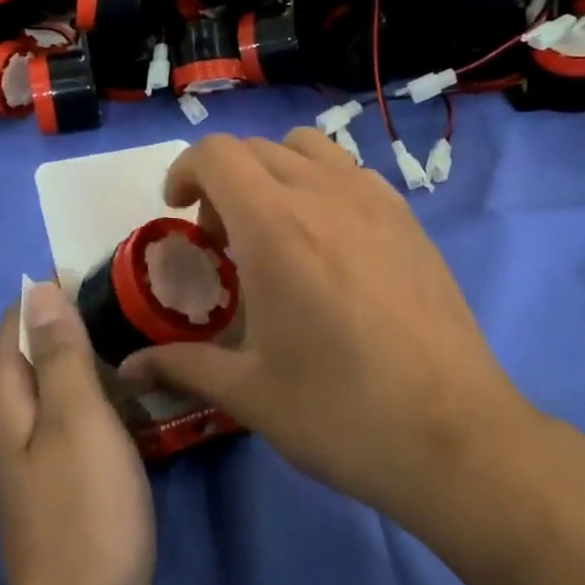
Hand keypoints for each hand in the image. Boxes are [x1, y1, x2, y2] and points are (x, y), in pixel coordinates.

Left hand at [0, 283, 154, 584]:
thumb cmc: (84, 510)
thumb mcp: (77, 418)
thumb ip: (58, 352)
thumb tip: (39, 288)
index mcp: (1, 397)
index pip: (16, 320)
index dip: (55, 295)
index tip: (109, 279)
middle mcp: (2, 421)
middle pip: (34, 352)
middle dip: (78, 326)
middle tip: (138, 311)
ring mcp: (26, 455)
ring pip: (56, 386)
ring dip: (93, 363)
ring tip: (145, 345)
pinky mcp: (51, 481)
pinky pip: (71, 419)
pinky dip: (98, 400)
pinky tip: (135, 400)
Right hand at [119, 131, 535, 520]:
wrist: (455, 437)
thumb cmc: (340, 413)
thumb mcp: (249, 394)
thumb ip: (182, 366)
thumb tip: (129, 367)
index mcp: (275, 227)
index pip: (217, 153)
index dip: (184, 171)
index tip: (178, 212)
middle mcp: (325, 195)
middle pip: (258, 148)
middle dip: (224, 180)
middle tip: (222, 239)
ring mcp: (377, 203)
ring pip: (311, 150)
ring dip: (276, 172)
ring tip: (276, 229)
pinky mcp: (411, 222)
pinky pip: (354, 174)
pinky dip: (324, 185)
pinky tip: (331, 244)